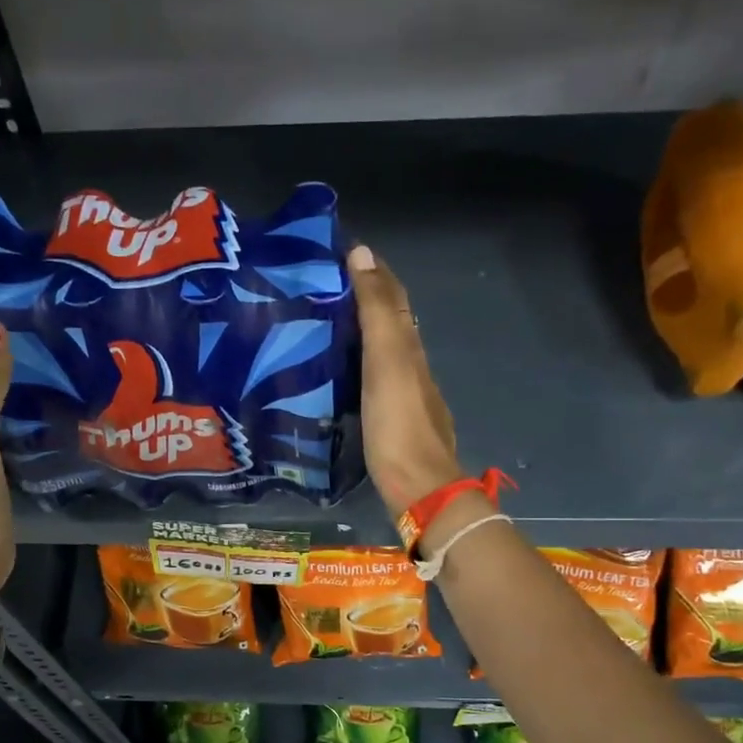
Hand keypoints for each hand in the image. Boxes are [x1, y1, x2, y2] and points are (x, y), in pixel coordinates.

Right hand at [349, 245, 463, 517]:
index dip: (373, 272)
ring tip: (324, 327)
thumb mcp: (387, 361)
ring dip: (360, 334)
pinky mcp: (393, 424)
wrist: (419, 490)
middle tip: (323, 288)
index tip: (341, 251)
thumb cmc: (398, 425)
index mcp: (409, 348)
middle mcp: (411, 367)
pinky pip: (374, 381)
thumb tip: (363, 254)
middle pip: (391, 323)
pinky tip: (340, 376)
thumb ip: (376, 311)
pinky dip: (359, 366)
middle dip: (364, 299)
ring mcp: (404, 398)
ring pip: (383, 353)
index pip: (393, 298)